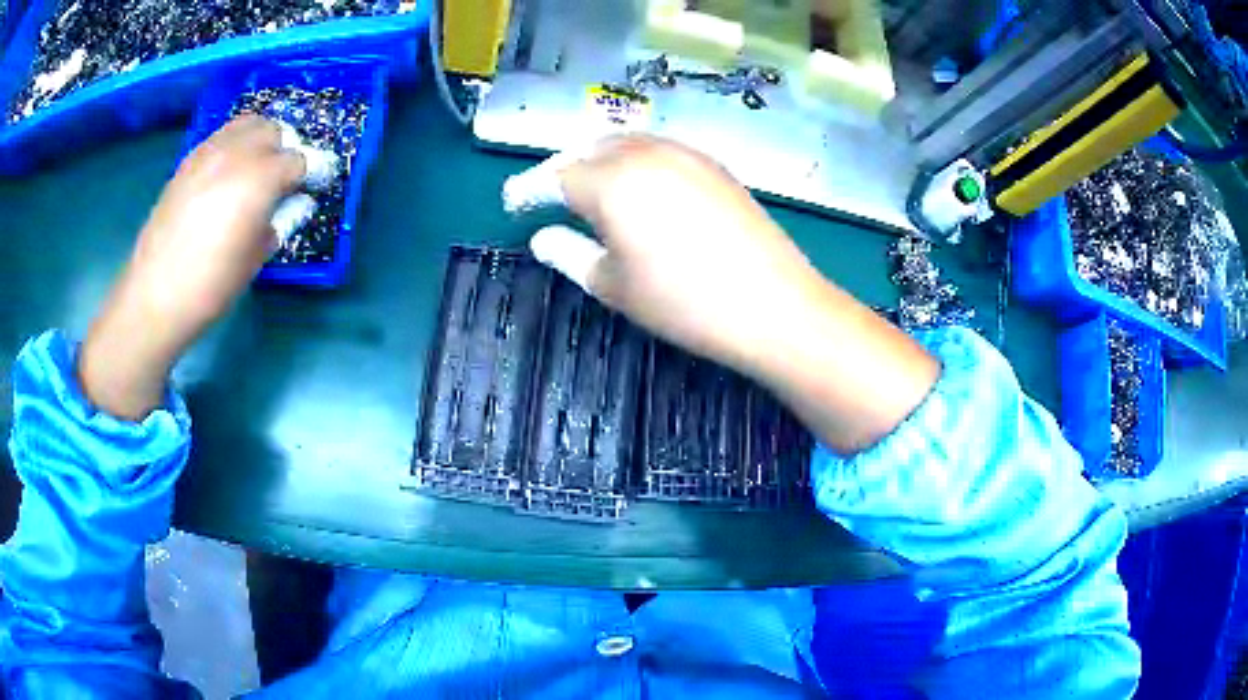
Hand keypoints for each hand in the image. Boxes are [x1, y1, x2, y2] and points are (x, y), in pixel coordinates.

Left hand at [79, 116, 304, 419]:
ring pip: (247, 124)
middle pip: (275, 131)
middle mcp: (237, 153)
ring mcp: (209, 152)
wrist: (155, 295)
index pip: (299, 159)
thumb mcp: (256, 257)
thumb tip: (294, 202)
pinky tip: (227, 176)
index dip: (312, 172)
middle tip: (282, 181)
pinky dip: (234, 146)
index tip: (314, 186)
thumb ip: (280, 220)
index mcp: (260, 178)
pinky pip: (221, 137)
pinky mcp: (189, 160)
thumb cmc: (210, 285)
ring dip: (260, 141)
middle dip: (285, 150)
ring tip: (256, 171)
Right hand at [506, 136, 827, 372]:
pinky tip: (638, 186)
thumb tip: (541, 237)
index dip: (527, 190)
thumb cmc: (683, 303)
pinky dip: (635, 161)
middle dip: (561, 169)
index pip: (553, 176)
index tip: (511, 202)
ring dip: (598, 159)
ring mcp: (684, 154)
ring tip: (589, 188)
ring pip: (625, 143)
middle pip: (587, 149)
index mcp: (609, 182)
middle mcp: (644, 153)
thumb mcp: (613, 286)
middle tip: (547, 196)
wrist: (773, 305)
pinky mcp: (713, 164)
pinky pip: (659, 150)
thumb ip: (569, 253)